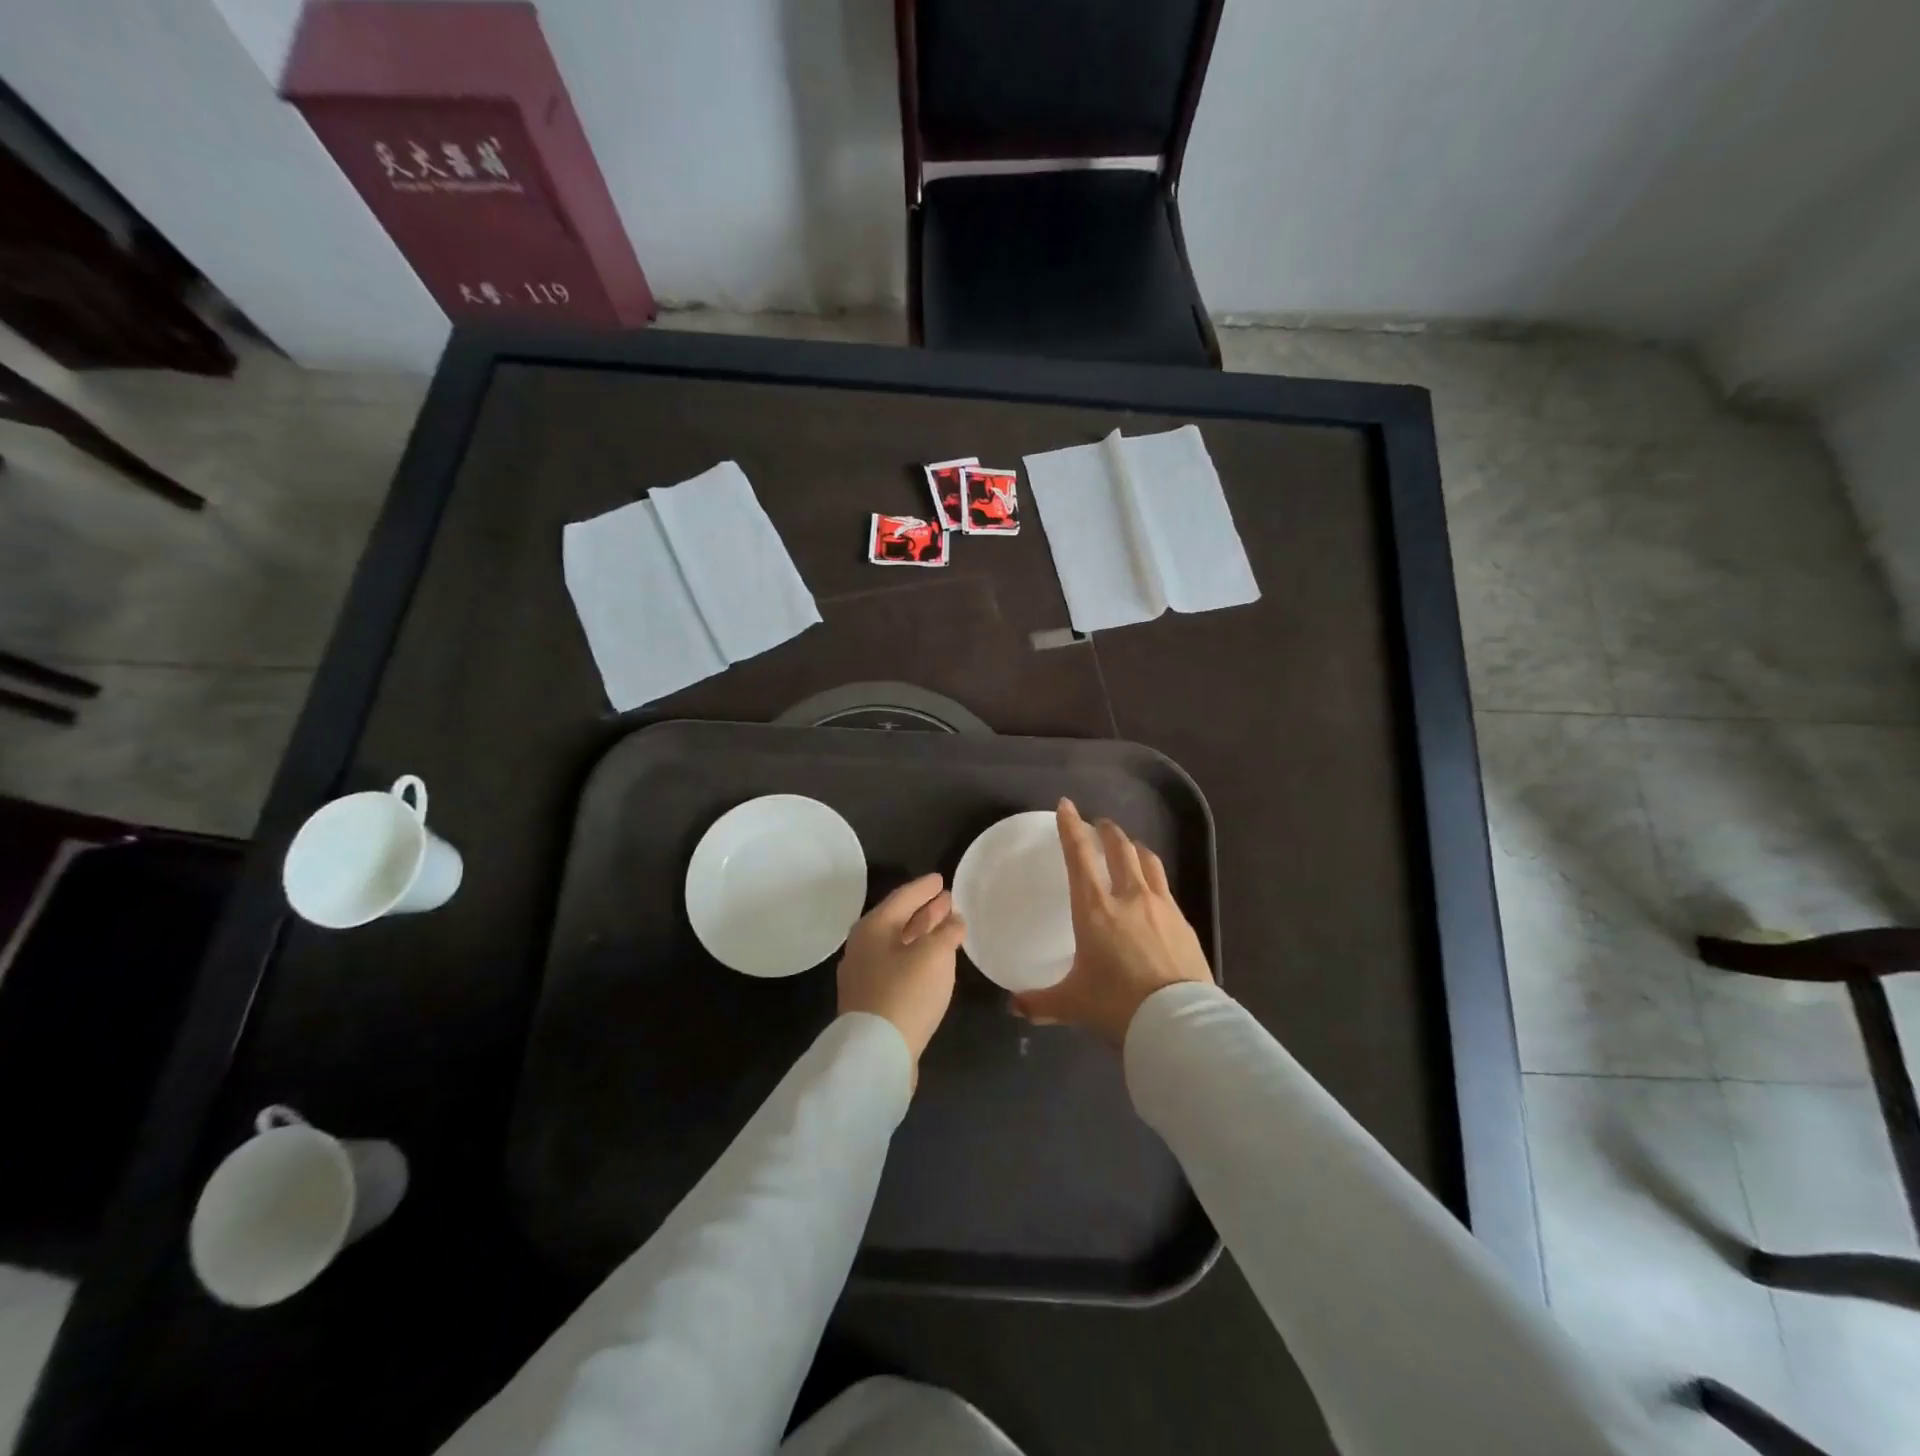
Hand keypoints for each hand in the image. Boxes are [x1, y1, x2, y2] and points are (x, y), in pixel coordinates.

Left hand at [837, 872, 965, 1071]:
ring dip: (922, 934)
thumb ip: (947, 932)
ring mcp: (863, 976)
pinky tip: (932, 962)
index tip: (940, 879)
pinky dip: (916, 956)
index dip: (924, 887)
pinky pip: (896, 966)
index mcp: (873, 928)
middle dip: (924, 910)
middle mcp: (862, 947)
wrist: (876, 1053)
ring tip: (946, 927)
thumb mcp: (934, 955)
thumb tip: (954, 921)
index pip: (902, 897)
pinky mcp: (870, 1001)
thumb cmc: (906, 992)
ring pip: (897, 944)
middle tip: (948, 901)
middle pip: (897, 920)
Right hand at [1012, 799, 1212, 1044]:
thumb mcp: (1072, 1004)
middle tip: (1100, 824)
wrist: (1178, 1024)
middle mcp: (1129, 897)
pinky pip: (1166, 889)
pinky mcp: (1184, 923)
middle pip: (1120, 848)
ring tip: (1130, 847)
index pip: (1079, 856)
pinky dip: (1154, 880)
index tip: (1067, 806)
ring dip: (1135, 848)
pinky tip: (1153, 893)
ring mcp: (1161, 907)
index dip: (1071, 827)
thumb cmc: (1116, 1006)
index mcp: (1095, 909)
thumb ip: (1040, 1002)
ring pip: (1148, 861)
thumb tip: (1013, 1007)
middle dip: (1107, 831)